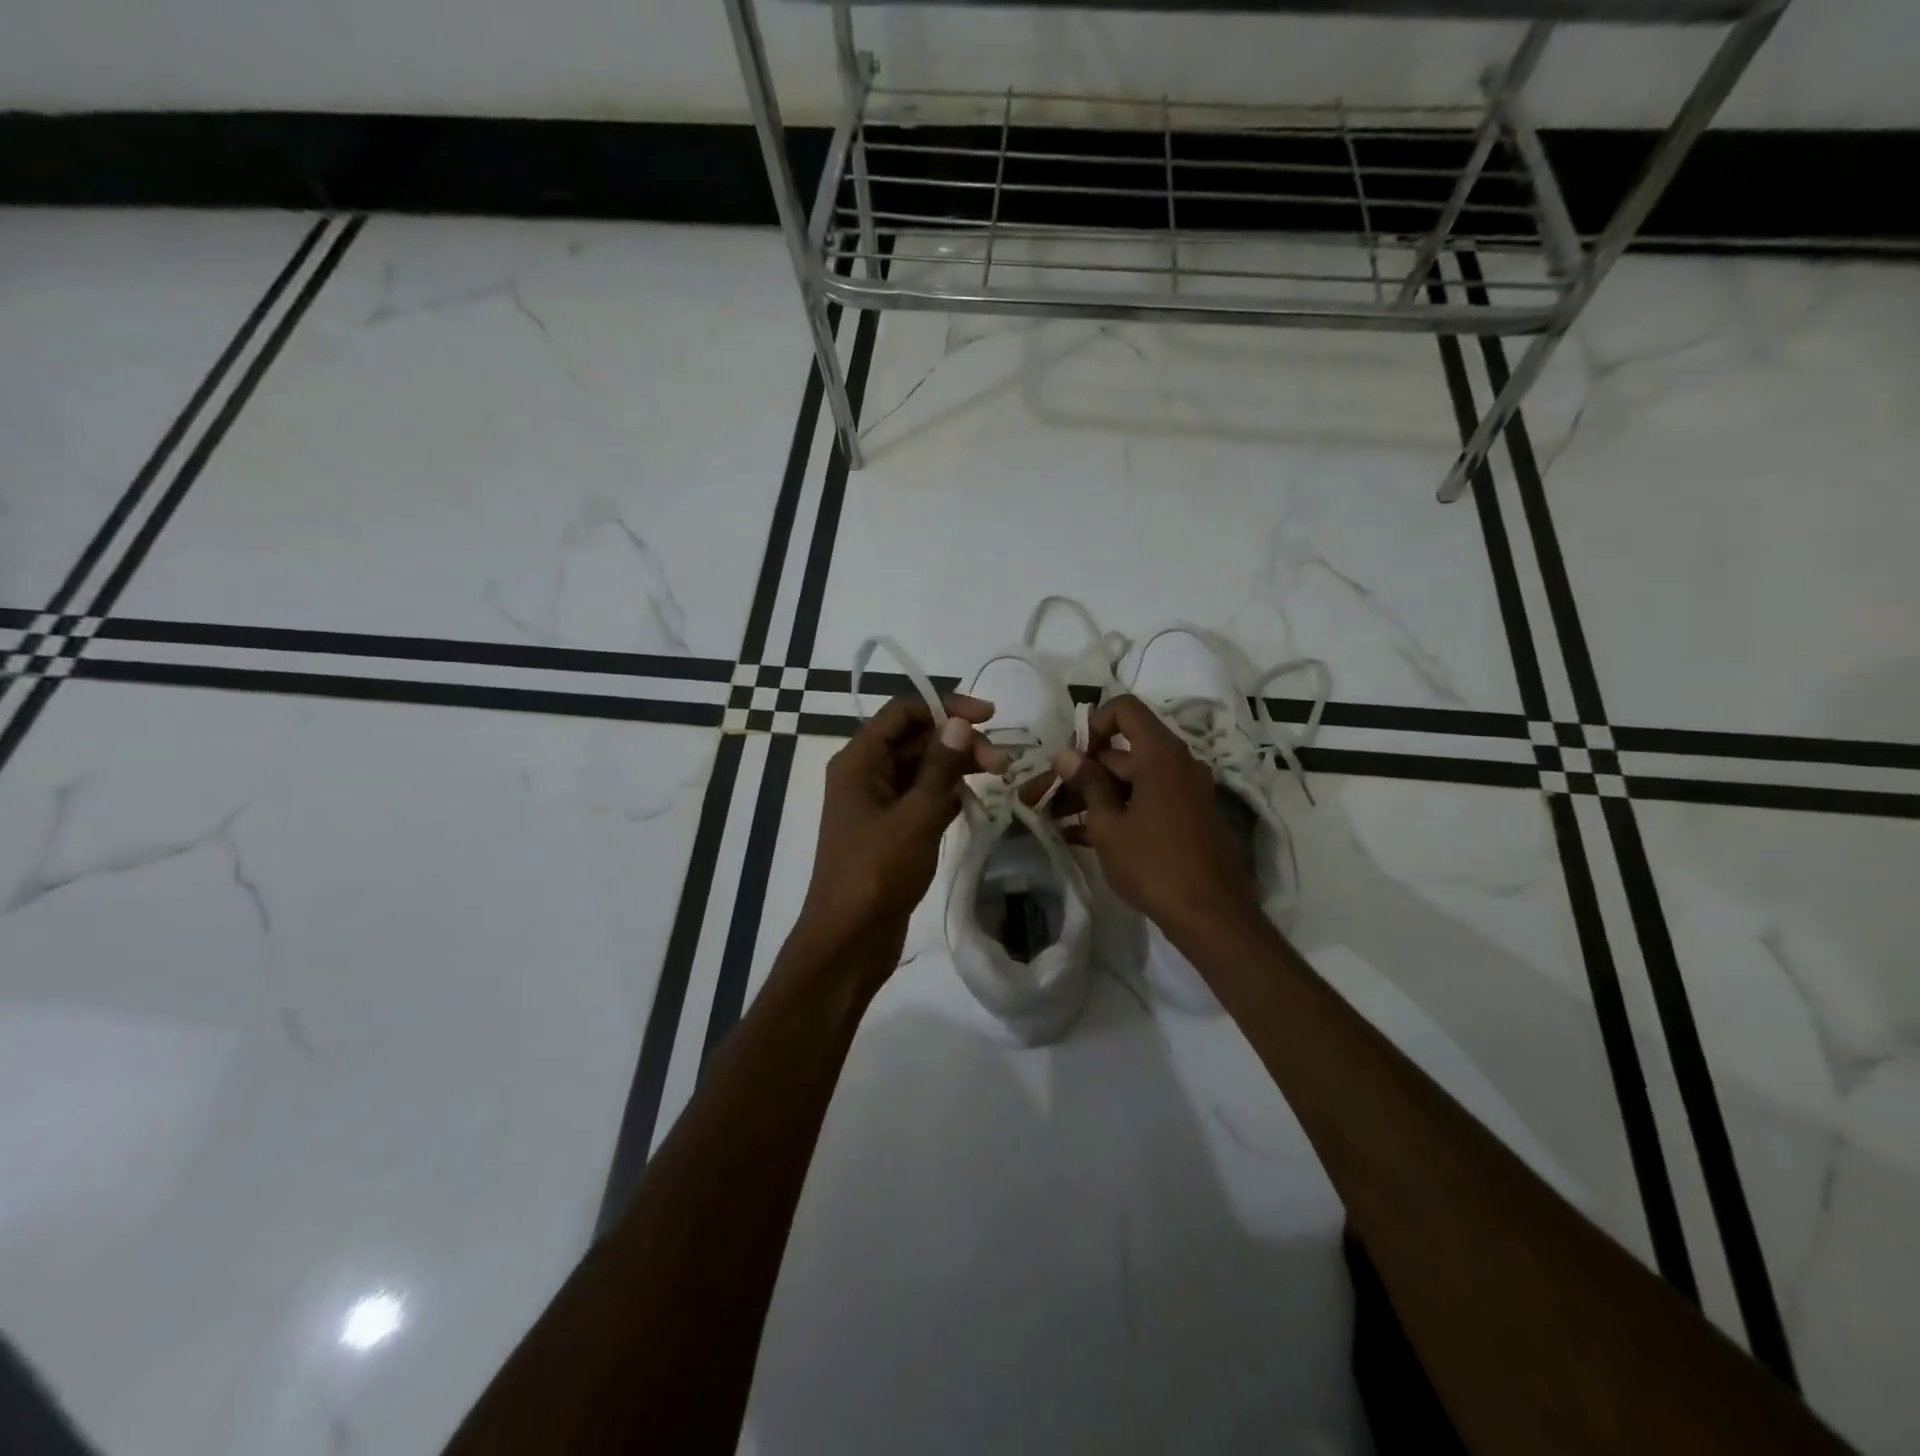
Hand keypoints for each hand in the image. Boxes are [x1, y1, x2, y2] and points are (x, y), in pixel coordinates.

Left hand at [794, 694, 1008, 974]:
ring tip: (999, 776)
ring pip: (921, 768)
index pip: (903, 712)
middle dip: (958, 741)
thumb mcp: (916, 816)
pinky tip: (974, 801)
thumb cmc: (877, 873)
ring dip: (956, 767)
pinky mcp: (889, 829)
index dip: (946, 706)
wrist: (848, 940)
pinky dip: (946, 793)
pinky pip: (921, 797)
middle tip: (1001, 762)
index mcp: (860, 761)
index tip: (989, 717)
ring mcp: (876, 803)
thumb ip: (940, 767)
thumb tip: (959, 722)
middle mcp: (865, 774)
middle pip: (915, 738)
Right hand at [1052, 695, 1257, 934]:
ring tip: (1057, 821)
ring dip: (1095, 795)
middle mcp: (1178, 763)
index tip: (1072, 760)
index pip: (1125, 710)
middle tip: (1047, 799)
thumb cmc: (1153, 864)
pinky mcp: (1187, 816)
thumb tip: (1065, 753)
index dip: (1093, 725)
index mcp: (1160, 754)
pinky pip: (1146, 800)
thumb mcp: (1109, 824)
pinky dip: (1117, 810)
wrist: (1210, 915)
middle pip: (1122, 751)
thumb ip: (1087, 783)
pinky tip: (1081, 836)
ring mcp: (1185, 791)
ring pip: (1131, 779)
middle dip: (1083, 772)